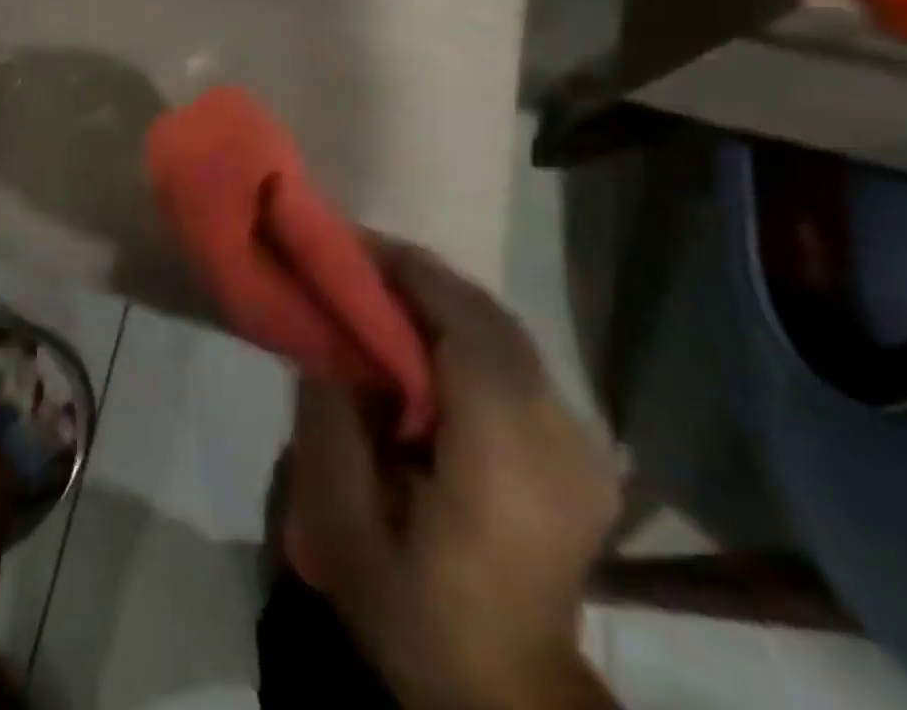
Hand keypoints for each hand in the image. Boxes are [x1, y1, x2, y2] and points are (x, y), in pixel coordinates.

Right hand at [287, 242, 620, 709]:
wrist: (508, 696)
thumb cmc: (417, 611)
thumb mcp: (343, 525)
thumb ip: (330, 423)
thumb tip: (326, 343)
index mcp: (503, 454)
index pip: (466, 327)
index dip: (411, 274)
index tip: (352, 243)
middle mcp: (557, 436)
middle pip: (489, 319)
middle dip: (420, 276)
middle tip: (356, 259)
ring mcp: (580, 445)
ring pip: (506, 333)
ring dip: (442, 299)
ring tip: (381, 289)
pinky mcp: (580, 454)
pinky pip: (517, 362)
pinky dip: (467, 329)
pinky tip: (425, 337)